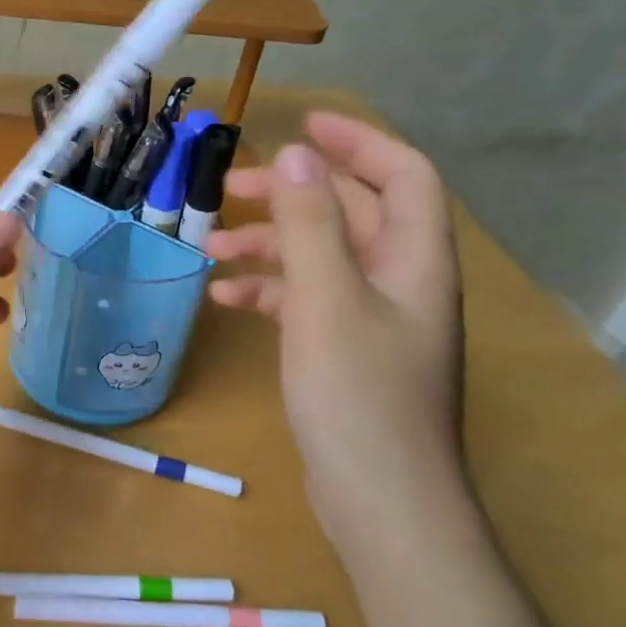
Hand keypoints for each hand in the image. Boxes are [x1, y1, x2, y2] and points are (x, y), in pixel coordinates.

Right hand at [204, 112, 466, 544]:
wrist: (382, 501)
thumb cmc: (358, 394)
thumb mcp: (326, 300)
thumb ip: (311, 224)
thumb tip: (296, 155)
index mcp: (414, 260)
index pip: (402, 176)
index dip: (358, 142)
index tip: (302, 125)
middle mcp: (401, 281)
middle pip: (352, 214)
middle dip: (293, 196)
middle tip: (231, 190)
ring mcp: (375, 319)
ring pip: (322, 258)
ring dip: (270, 246)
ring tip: (211, 247)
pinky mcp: (348, 352)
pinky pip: (309, 301)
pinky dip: (270, 291)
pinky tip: (226, 297)